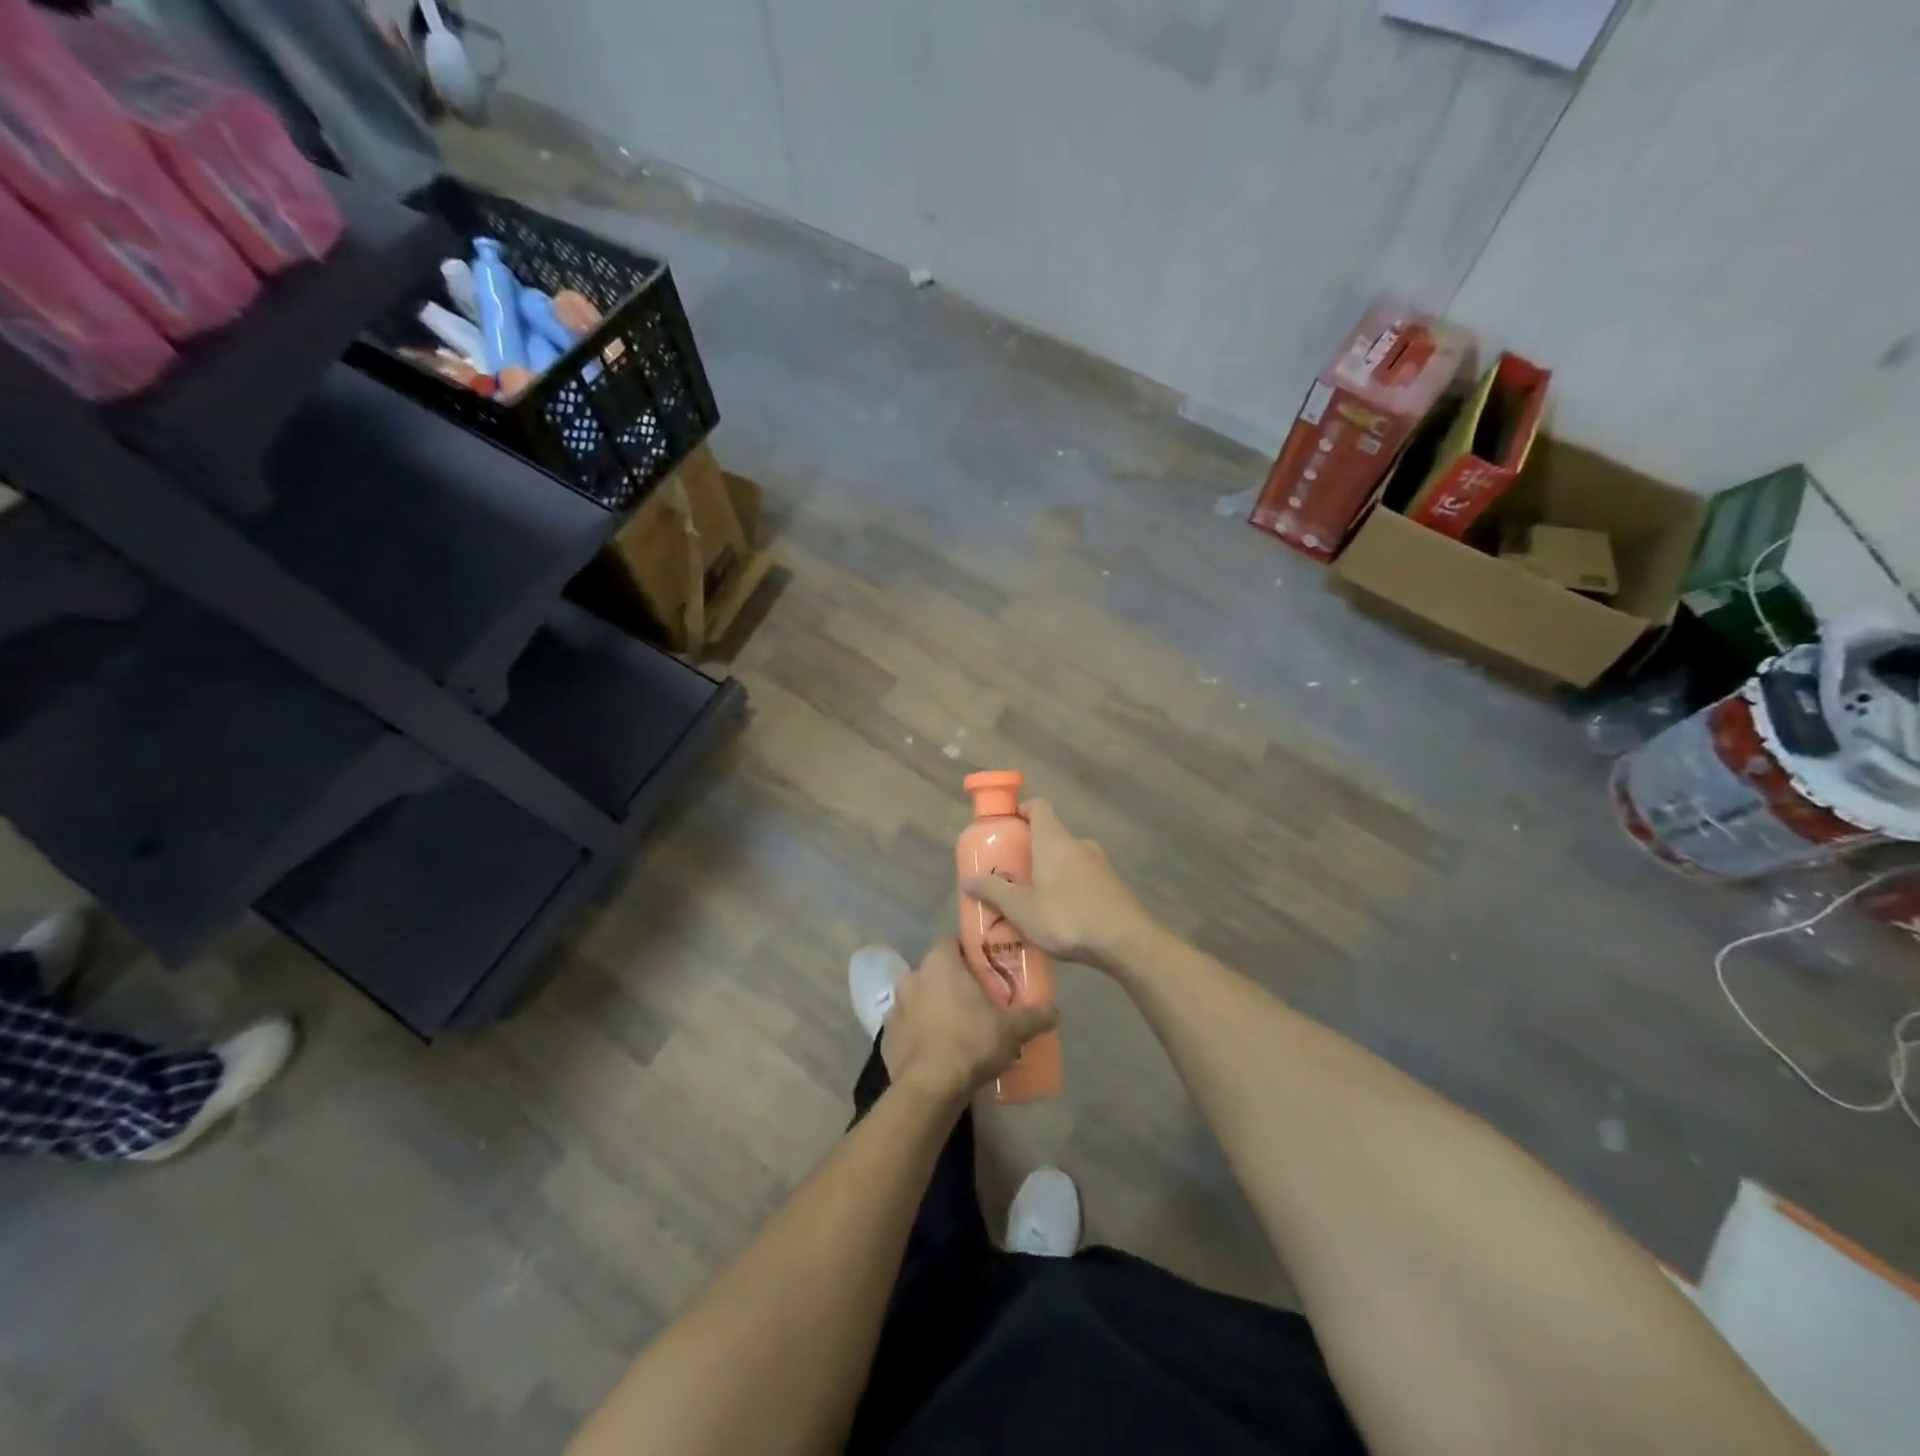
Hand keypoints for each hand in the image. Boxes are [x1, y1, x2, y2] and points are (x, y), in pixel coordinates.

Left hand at [883, 939, 1056, 1103]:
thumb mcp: (1013, 1029)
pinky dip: (921, 1034)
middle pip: (936, 971)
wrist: (929, 1088)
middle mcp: (912, 977)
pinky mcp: (886, 1036)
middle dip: (953, 983)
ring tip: (958, 1031)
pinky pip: (909, 1027)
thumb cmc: (971, 1042)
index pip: (951, 942)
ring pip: (920, 999)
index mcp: (939, 963)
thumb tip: (1054, 1010)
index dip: (968, 953)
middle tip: (977, 1004)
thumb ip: (1035, 1015)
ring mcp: (895, 1007)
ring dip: (935, 1008)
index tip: (985, 970)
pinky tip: (938, 1053)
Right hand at [960, 799, 1155, 971]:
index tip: (1006, 827)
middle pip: (1050, 835)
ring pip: (1068, 858)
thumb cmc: (1067, 917)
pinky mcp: (1112, 886)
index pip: (1039, 806)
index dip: (1021, 810)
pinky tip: (1060, 915)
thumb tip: (968, 879)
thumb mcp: (1022, 908)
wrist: (1126, 941)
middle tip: (1010, 873)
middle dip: (1030, 849)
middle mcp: (1079, 844)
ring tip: (1032, 899)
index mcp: (1054, 840)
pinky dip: (1068, 887)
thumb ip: (994, 892)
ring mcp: (1100, 864)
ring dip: (1050, 871)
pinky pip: (1082, 878)